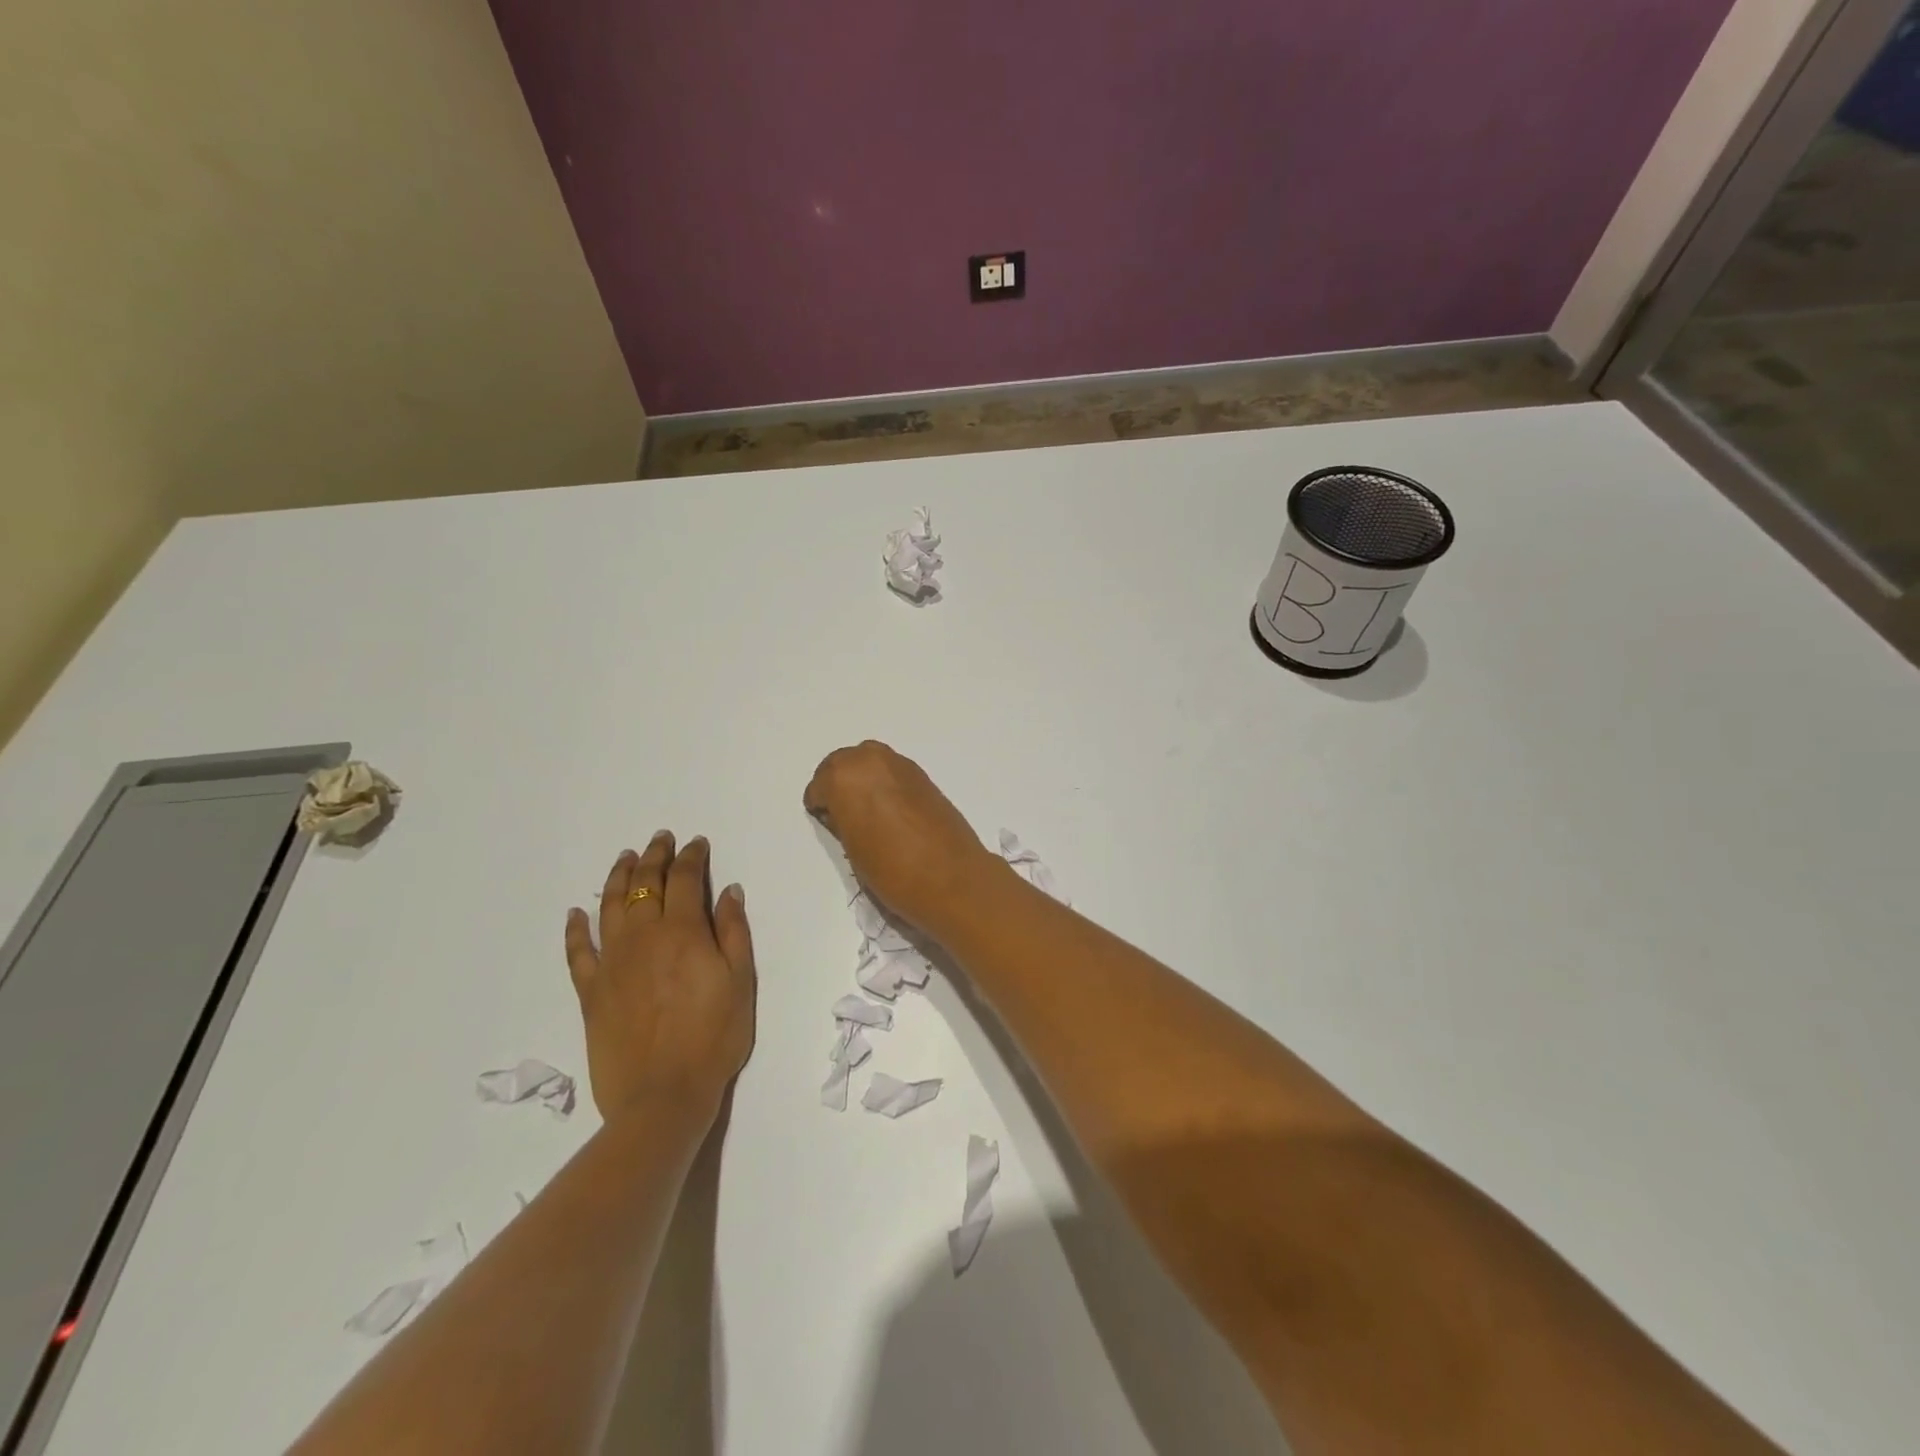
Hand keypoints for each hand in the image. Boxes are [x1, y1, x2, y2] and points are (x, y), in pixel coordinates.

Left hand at [564, 833, 755, 1124]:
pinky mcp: (591, 991)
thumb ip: (734, 932)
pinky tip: (576, 914)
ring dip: (618, 878)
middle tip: (660, 839)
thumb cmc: (714, 1038)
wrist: (663, 1096)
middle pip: (646, 884)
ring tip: (625, 859)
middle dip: (655, 857)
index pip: (685, 879)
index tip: (697, 844)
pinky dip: (576, 929)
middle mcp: (644, 937)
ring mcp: (612, 963)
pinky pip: (578, 952)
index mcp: (684, 932)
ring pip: (611, 907)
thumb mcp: (741, 982)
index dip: (691, 857)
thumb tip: (727, 891)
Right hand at [804, 740, 1002, 939]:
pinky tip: (891, 810)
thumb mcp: (852, 849)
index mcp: (844, 777)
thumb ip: (842, 821)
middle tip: (844, 815)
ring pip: (869, 762)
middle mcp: (870, 759)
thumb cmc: (892, 871)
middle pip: (843, 763)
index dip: (821, 806)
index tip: (829, 823)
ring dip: (863, 780)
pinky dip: (885, 783)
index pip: (819, 785)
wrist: (950, 878)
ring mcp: (900, 764)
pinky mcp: (923, 774)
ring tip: (868, 812)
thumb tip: (844, 813)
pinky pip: (892, 771)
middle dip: (839, 784)